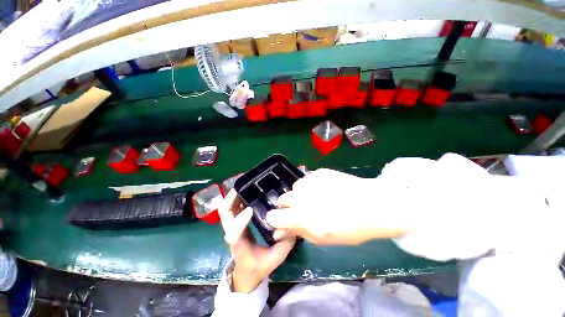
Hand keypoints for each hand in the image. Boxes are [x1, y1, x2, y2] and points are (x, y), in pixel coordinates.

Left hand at [219, 190, 295, 292]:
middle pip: (224, 214)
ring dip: (233, 196)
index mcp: (240, 245)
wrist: (246, 273)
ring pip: (226, 209)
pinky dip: (237, 198)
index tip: (251, 209)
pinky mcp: (235, 224)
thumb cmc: (259, 266)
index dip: (240, 220)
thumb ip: (284, 243)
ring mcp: (232, 227)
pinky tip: (248, 192)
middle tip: (243, 186)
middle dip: (231, 198)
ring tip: (245, 185)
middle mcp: (232, 234)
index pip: (234, 233)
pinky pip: (232, 208)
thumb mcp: (275, 258)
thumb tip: (291, 225)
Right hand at [267, 169, 411, 244]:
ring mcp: (309, 181)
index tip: (284, 221)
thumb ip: (298, 232)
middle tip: (304, 210)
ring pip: (294, 188)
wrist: (373, 205)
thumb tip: (278, 232)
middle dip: (289, 206)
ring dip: (300, 194)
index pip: (273, 216)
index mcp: (300, 217)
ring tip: (317, 198)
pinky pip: (307, 179)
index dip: (276, 219)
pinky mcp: (319, 172)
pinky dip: (311, 185)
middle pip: (282, 199)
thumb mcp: (322, 238)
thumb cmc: (349, 229)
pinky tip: (326, 189)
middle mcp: (301, 196)